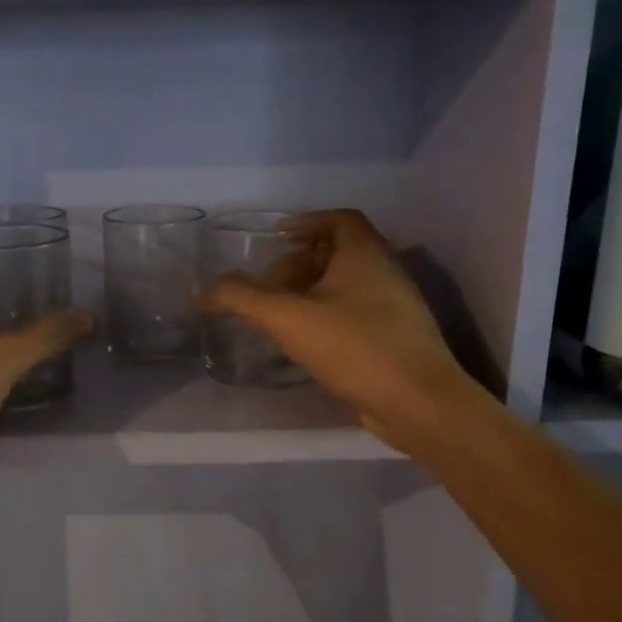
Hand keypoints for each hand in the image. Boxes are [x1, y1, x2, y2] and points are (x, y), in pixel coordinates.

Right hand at [201, 209, 480, 454]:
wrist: (418, 403)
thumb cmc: (355, 347)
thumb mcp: (288, 318)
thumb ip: (242, 298)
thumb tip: (203, 288)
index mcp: (366, 254)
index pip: (339, 219)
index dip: (306, 222)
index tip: (277, 238)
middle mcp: (386, 271)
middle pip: (339, 253)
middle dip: (299, 264)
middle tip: (268, 287)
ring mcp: (396, 306)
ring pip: (348, 285)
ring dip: (312, 293)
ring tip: (280, 316)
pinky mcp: (398, 338)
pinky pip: (357, 313)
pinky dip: (328, 316)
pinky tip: (307, 343)